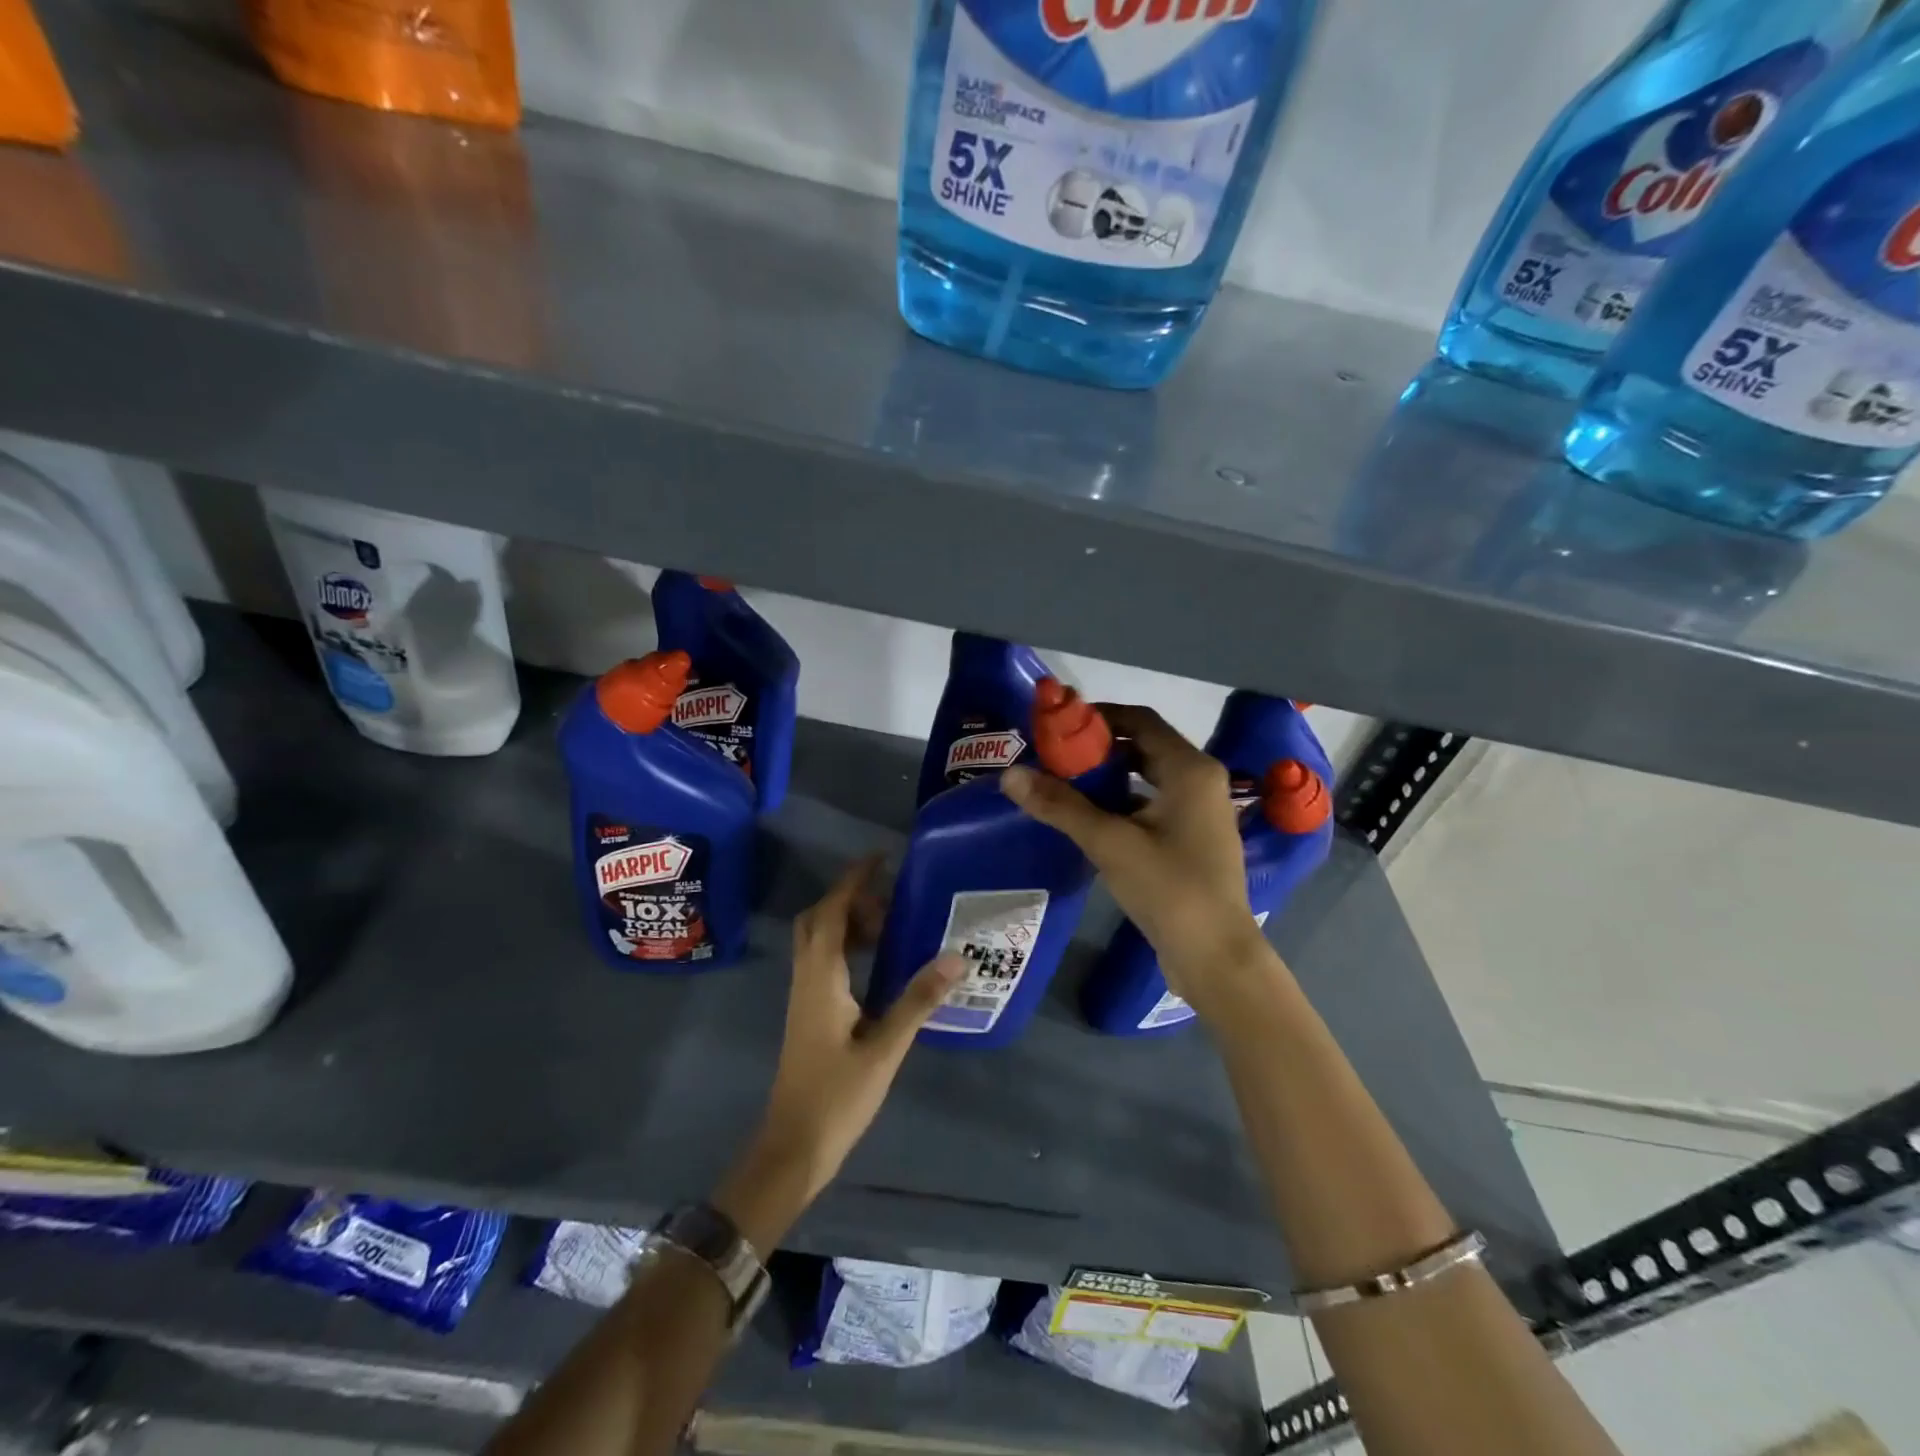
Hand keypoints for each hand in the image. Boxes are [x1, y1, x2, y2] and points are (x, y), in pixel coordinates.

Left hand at [714, 857, 961, 1249]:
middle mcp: (806, 978)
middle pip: (818, 920)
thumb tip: (955, 959)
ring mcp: (803, 997)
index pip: (831, 912)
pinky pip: (823, 962)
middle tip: (890, 903)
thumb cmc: (836, 1098)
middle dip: (850, 900)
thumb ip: (917, 1000)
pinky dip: (846, 948)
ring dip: (848, 924)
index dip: (853, 881)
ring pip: (818, 941)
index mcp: (821, 978)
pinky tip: (877, 968)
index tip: (881, 859)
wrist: (791, 1149)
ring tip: (890, 930)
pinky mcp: (808, 1014)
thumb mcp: (885, 1049)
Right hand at [1001, 705, 1267, 1000]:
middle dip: (1099, 749)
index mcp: (1190, 769)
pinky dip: (1122, 803)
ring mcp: (1200, 812)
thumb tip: (1010, 774)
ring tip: (1063, 784)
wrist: (1215, 956)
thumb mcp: (1109, 843)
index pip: (1140, 720)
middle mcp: (1200, 781)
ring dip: (1108, 777)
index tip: (1058, 726)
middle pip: (1144, 746)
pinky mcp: (1193, 838)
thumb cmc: (1169, 888)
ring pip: (1147, 778)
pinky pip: (1152, 804)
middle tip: (1054, 756)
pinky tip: (1089, 818)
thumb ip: (1060, 805)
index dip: (1098, 716)